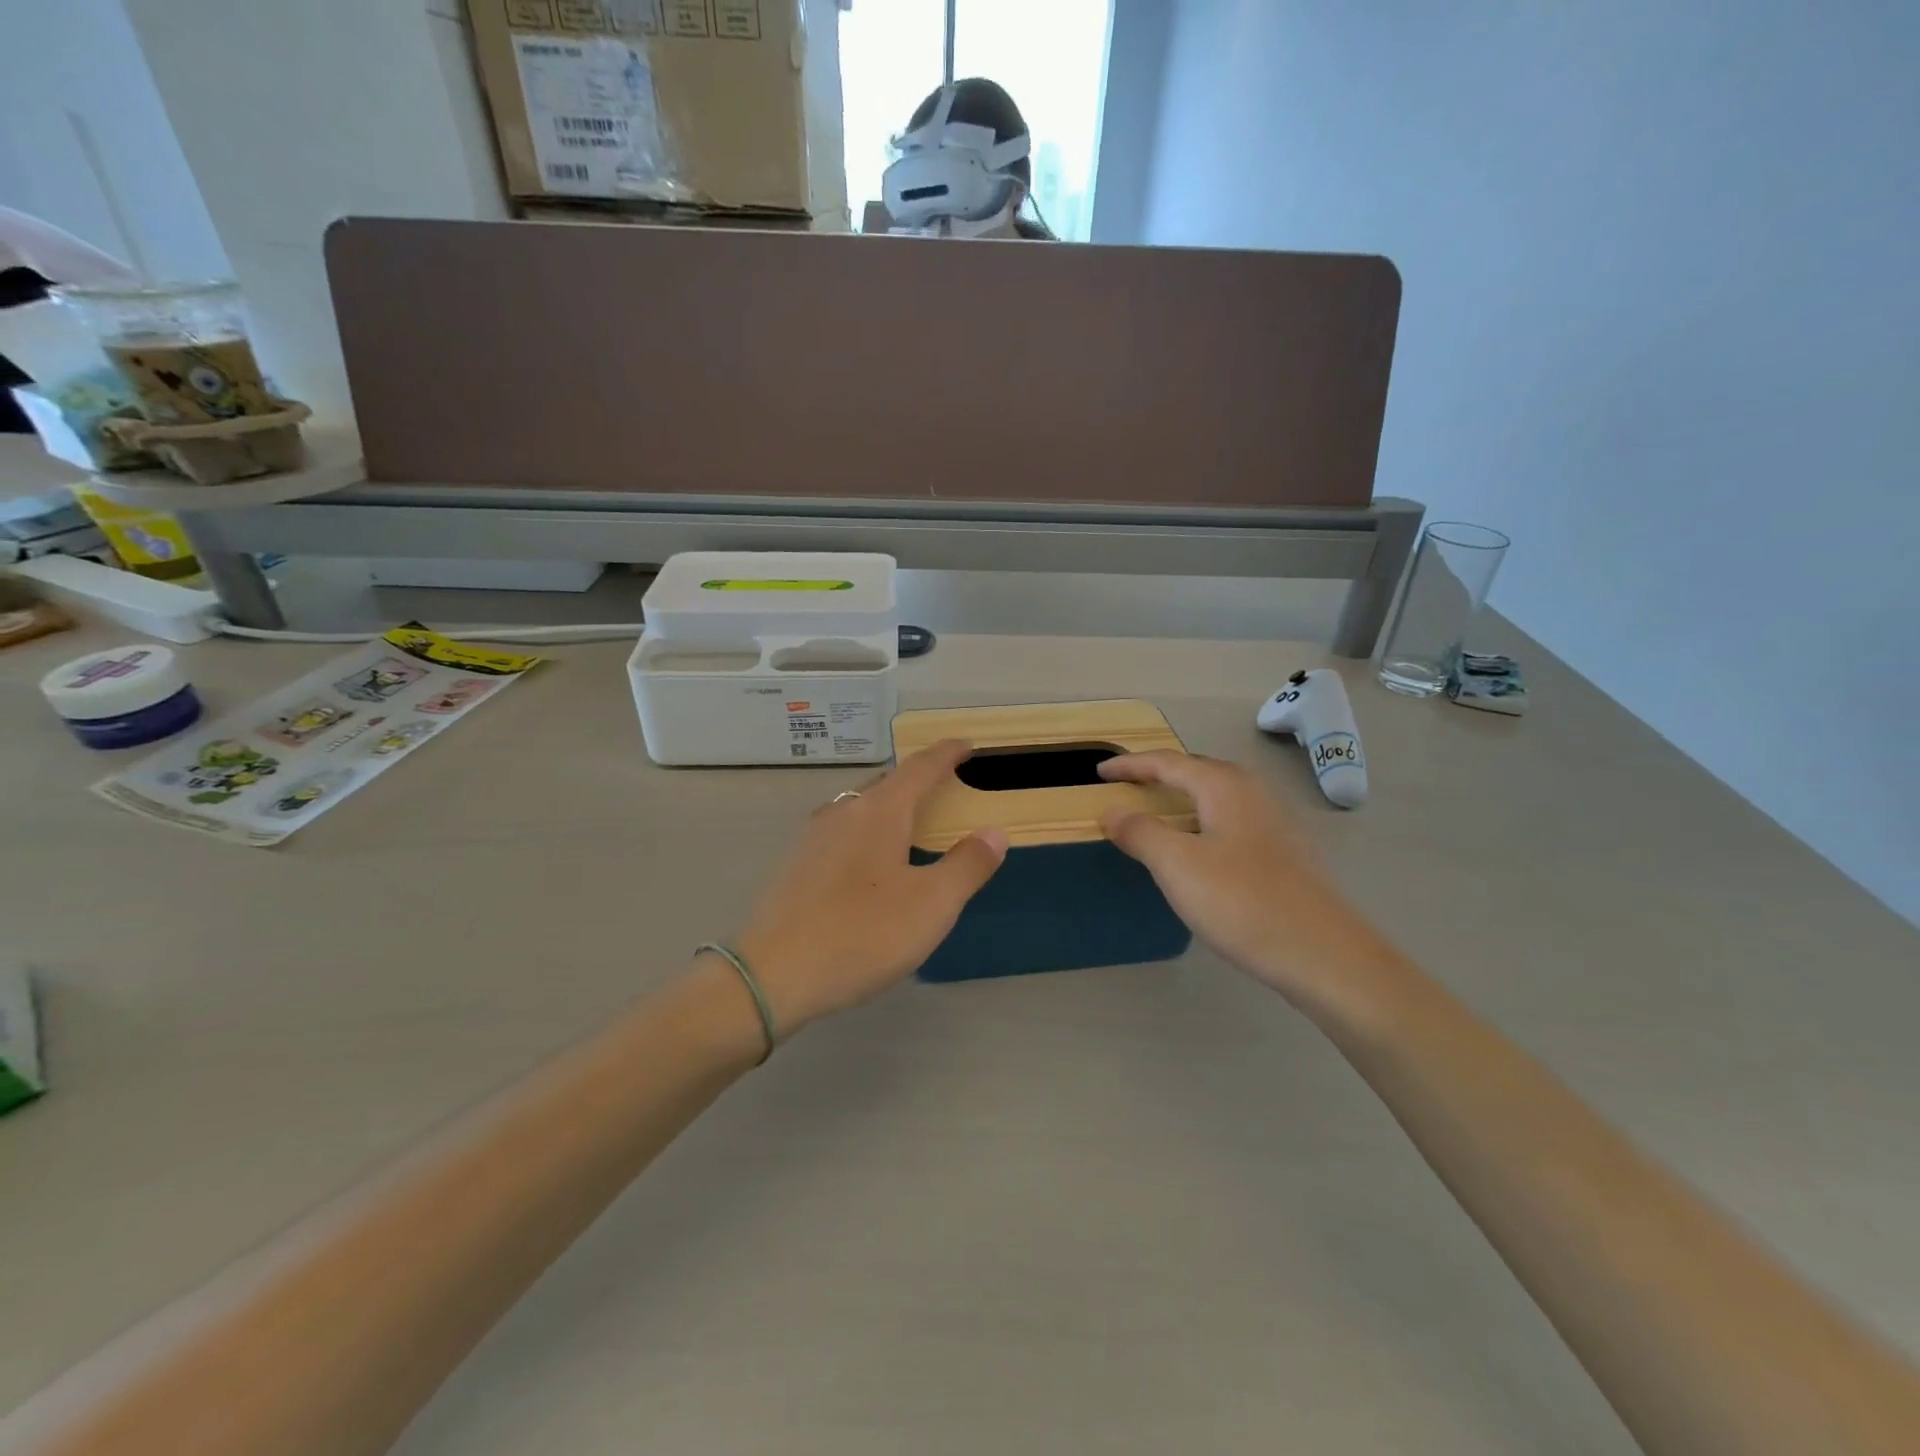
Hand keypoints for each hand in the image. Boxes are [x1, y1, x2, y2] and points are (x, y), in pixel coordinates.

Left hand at [731, 741, 1007, 1034]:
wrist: (774, 975)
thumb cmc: (863, 933)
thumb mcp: (932, 904)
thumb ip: (968, 865)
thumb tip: (994, 832)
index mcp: (880, 811)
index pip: (921, 767)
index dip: (947, 754)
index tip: (967, 745)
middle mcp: (844, 811)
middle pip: (888, 783)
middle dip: (919, 779)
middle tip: (947, 787)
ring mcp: (814, 837)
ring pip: (861, 807)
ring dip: (891, 806)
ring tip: (913, 822)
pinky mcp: (797, 864)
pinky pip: (843, 831)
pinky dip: (869, 831)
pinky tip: (872, 861)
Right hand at [1097, 752, 1398, 1013]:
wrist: (1324, 954)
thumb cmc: (1243, 902)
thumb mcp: (1178, 866)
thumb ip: (1141, 832)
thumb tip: (1112, 810)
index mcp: (1224, 786)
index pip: (1167, 762)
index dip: (1130, 765)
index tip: (1099, 772)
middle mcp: (1252, 793)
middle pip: (1197, 771)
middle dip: (1159, 774)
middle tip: (1128, 786)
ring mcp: (1274, 822)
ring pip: (1217, 796)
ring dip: (1183, 798)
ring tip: (1157, 813)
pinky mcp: (1285, 852)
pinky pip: (1231, 821)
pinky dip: (1203, 822)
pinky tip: (1199, 850)